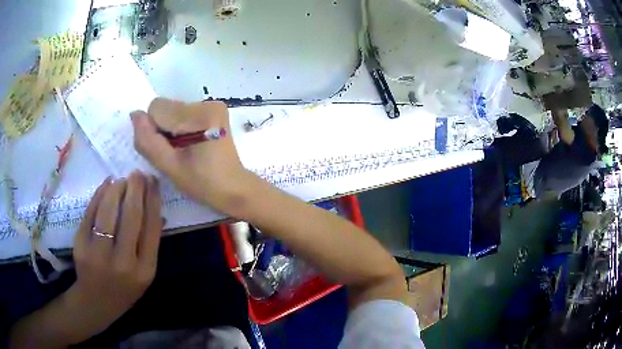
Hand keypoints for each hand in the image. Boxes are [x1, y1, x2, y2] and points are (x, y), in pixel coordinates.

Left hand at [69, 172, 161, 339]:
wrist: (96, 302)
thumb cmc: (125, 289)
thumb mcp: (144, 274)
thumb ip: (150, 244)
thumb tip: (157, 210)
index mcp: (144, 271)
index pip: (151, 228)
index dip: (153, 201)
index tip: (153, 182)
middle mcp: (123, 263)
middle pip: (131, 217)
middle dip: (136, 189)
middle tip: (138, 174)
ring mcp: (99, 255)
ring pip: (108, 212)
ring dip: (116, 189)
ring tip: (121, 180)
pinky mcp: (81, 246)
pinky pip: (90, 214)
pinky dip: (99, 195)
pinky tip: (106, 186)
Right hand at [131, 98, 249, 213]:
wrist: (233, 187)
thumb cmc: (202, 183)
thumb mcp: (169, 167)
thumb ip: (148, 141)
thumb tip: (134, 114)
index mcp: (199, 116)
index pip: (156, 108)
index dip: (154, 130)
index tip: (167, 150)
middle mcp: (207, 102)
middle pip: (165, 107)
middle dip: (162, 129)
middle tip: (176, 152)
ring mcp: (213, 104)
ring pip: (172, 109)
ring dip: (171, 128)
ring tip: (185, 150)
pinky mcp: (214, 109)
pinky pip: (183, 112)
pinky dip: (181, 127)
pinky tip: (192, 143)